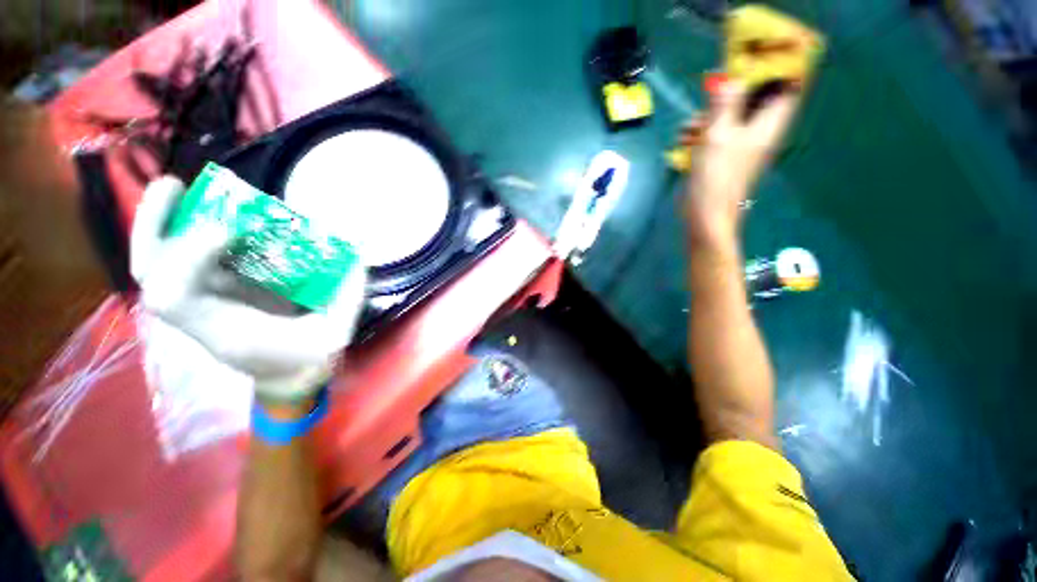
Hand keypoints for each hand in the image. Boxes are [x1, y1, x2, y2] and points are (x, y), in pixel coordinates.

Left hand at [130, 177, 366, 402]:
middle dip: (154, 228)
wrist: (289, 377)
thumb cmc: (309, 359)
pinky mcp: (215, 291)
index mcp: (225, 332)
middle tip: (175, 186)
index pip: (178, 295)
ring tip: (180, 188)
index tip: (232, 229)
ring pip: (161, 264)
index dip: (190, 256)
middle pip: (153, 274)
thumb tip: (358, 254)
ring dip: (164, 223)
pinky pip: (186, 261)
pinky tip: (205, 212)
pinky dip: (184, 234)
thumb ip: (347, 295)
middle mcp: (202, 314)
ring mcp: (204, 301)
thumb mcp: (335, 333)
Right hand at [681, 80, 800, 246]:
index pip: (786, 86)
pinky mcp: (723, 156)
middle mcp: (759, 131)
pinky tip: (683, 140)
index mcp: (769, 123)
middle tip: (709, 95)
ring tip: (687, 128)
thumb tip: (730, 77)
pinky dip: (700, 134)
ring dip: (707, 117)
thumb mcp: (719, 133)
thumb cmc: (717, 174)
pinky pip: (716, 135)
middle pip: (753, 98)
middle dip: (729, 93)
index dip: (773, 70)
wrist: (706, 214)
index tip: (750, 62)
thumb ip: (725, 102)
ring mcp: (741, 145)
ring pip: (729, 117)